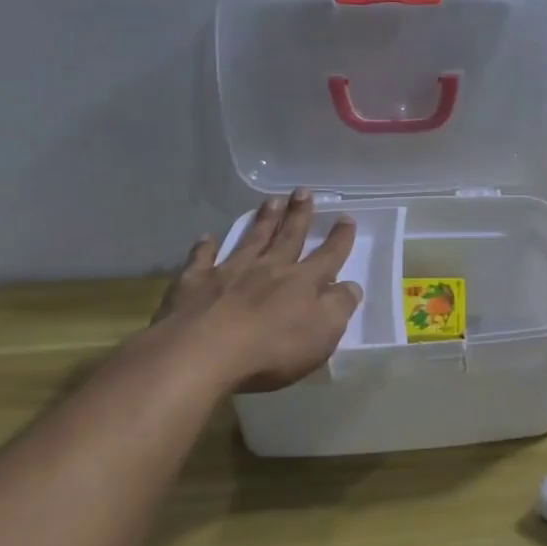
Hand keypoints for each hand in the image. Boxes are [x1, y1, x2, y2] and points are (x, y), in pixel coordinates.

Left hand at [152, 188, 363, 392]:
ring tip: (271, 200)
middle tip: (303, 191)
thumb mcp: (323, 334)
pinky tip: (206, 237)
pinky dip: (205, 247)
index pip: (328, 256)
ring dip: (263, 221)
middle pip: (288, 237)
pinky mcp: (195, 283)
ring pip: (251, 240)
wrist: (203, 354)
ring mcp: (230, 272)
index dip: (340, 239)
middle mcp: (269, 269)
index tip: (346, 218)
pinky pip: (201, 259)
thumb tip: (351, 286)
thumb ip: (340, 307)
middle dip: (299, 215)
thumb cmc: (272, 349)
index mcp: (303, 282)